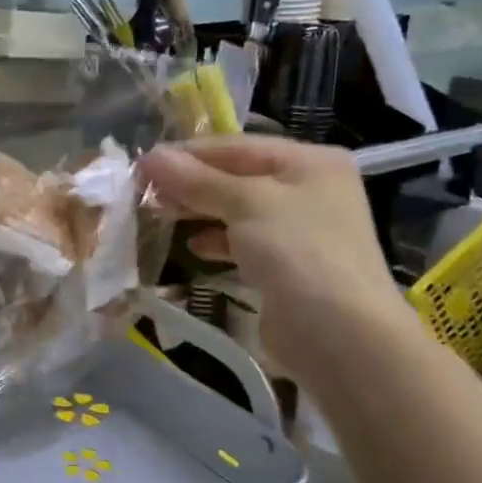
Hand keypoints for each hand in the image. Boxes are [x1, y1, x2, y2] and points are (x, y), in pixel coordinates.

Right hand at [138, 135, 408, 382]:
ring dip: (198, 211)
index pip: (236, 147)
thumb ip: (196, 180)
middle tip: (142, 192)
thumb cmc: (299, 253)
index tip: (141, 165)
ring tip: (158, 215)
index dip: (187, 154)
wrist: (340, 335)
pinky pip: (242, 242)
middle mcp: (308, 189)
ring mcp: (298, 230)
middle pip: (236, 177)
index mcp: (309, 162)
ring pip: (236, 210)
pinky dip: (216, 241)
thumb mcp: (246, 204)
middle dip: (190, 183)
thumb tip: (150, 157)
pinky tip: (192, 247)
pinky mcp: (286, 265)